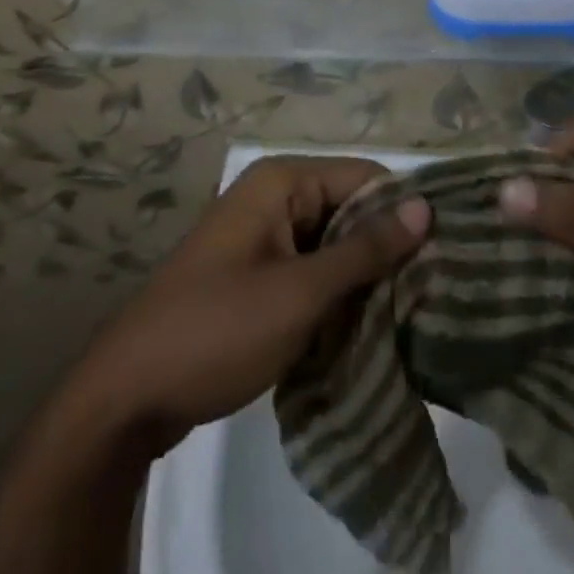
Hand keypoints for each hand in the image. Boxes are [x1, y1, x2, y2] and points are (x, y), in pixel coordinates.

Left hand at [70, 156, 429, 453]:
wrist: (127, 397)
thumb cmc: (217, 329)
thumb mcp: (300, 292)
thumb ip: (365, 249)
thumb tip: (425, 207)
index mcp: (282, 181)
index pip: (365, 176)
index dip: (404, 210)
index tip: (447, 253)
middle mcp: (274, 196)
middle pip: (350, 209)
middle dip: (386, 249)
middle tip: (435, 293)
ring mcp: (262, 237)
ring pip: (334, 245)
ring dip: (363, 278)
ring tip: (412, 315)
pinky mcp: (257, 275)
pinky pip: (312, 270)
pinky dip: (337, 295)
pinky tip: (368, 328)